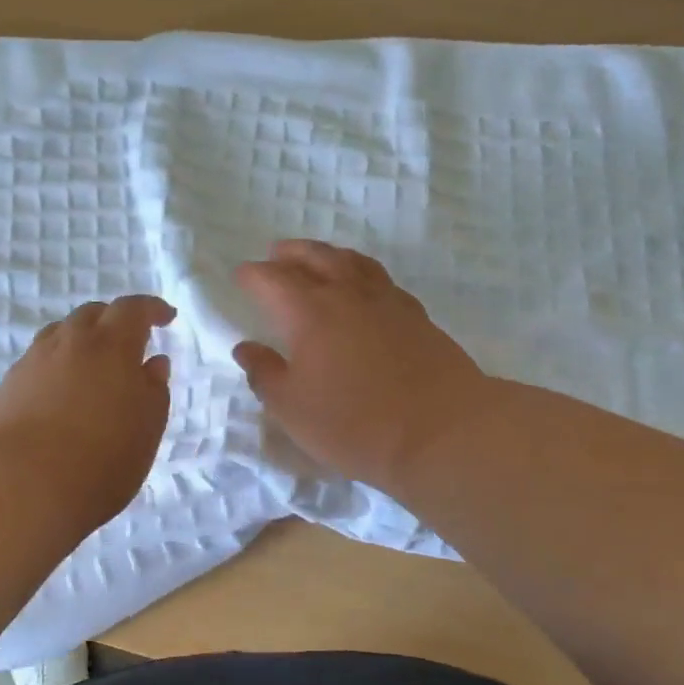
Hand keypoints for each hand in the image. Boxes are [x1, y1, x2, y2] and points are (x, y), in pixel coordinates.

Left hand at [0, 295, 176, 530]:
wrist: (18, 484)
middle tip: (128, 340)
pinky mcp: (8, 386)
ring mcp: (33, 361)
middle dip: (113, 320)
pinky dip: (56, 365)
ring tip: (92, 365)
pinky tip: (60, 392)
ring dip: (81, 340)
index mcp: (111, 345)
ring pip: (60, 334)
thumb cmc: (100, 458)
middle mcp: (70, 342)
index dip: (151, 308)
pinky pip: (38, 361)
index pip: (133, 309)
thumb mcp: (146, 428)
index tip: (166, 316)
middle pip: (92, 314)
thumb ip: (153, 390)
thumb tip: (153, 362)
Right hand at [233, 241, 488, 493]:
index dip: (252, 275)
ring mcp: (386, 301)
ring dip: (328, 254)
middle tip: (276, 254)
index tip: (240, 275)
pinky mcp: (416, 315)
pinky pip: (381, 279)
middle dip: (290, 253)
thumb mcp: (292, 408)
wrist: (443, 431)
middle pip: (314, 257)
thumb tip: (247, 347)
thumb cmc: (355, 423)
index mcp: (309, 312)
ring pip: (352, 261)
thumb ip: (265, 374)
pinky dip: (362, 273)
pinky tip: (364, 288)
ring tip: (318, 259)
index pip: (272, 280)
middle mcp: (346, 294)